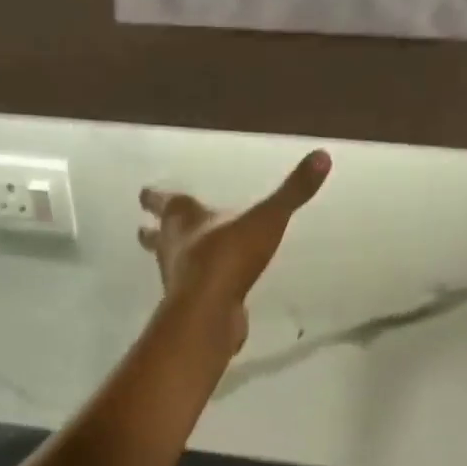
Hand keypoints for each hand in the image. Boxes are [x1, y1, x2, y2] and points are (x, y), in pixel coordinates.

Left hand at [139, 150, 331, 352]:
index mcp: (183, 217)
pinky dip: (192, 286)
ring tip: (175, 256)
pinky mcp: (189, 305)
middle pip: (156, 236)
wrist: (211, 310)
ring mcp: (178, 278)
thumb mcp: (267, 218)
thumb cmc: (229, 256)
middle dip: (152, 231)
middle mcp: (173, 245)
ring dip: (169, 259)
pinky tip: (204, 288)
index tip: (144, 195)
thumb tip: (323, 155)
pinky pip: (189, 290)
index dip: (155, 197)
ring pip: (168, 264)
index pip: (163, 201)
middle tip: (144, 228)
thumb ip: (293, 191)